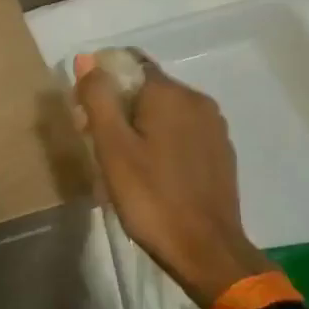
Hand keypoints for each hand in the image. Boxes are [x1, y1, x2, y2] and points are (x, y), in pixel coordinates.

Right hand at [74, 52, 270, 308]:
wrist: (205, 250)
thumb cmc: (151, 197)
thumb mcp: (112, 148)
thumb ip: (98, 99)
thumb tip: (87, 59)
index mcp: (170, 93)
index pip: (129, 63)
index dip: (102, 82)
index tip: (86, 114)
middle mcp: (197, 100)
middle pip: (147, 88)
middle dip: (119, 107)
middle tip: (98, 145)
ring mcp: (214, 127)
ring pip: (166, 112)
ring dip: (140, 127)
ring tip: (123, 164)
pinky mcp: (221, 152)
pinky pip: (183, 133)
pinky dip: (163, 143)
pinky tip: (152, 174)